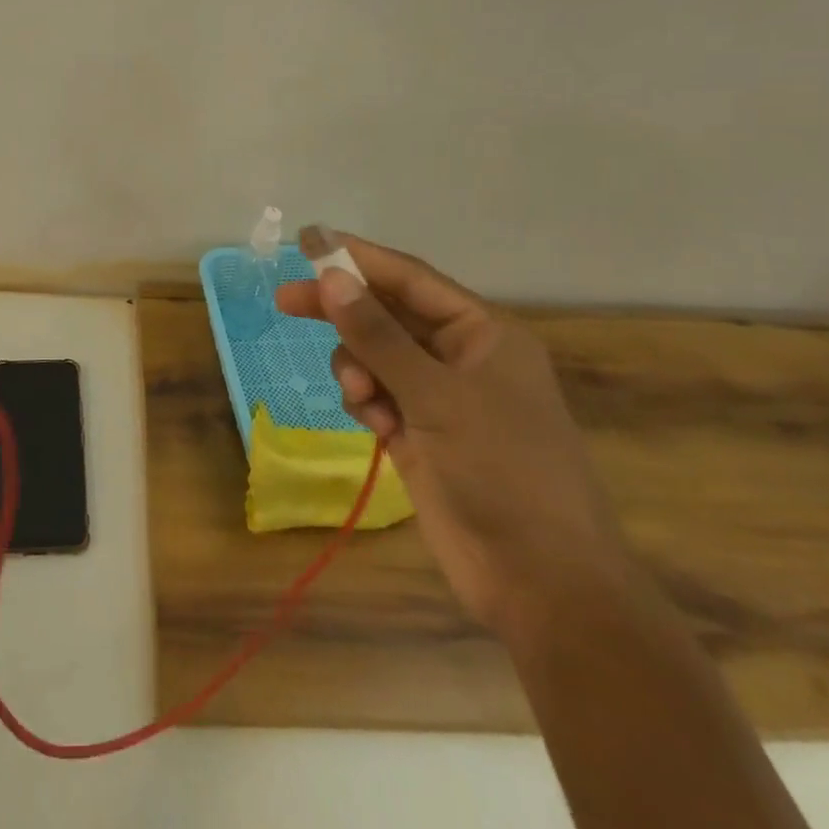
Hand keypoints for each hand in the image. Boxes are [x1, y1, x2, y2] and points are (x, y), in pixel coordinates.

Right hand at [275, 231, 631, 638]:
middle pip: (387, 315)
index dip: (359, 257)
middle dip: (342, 310)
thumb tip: (331, 278)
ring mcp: (440, 398)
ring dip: (357, 367)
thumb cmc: (503, 472)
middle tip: (286, 301)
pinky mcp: (421, 434)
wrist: (542, 585)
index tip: (307, 243)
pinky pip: (377, 396)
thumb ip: (378, 335)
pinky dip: (366, 401)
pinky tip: (374, 425)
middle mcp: (461, 357)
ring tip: (360, 395)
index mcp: (484, 334)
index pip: (410, 279)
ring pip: (376, 357)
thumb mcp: (437, 396)